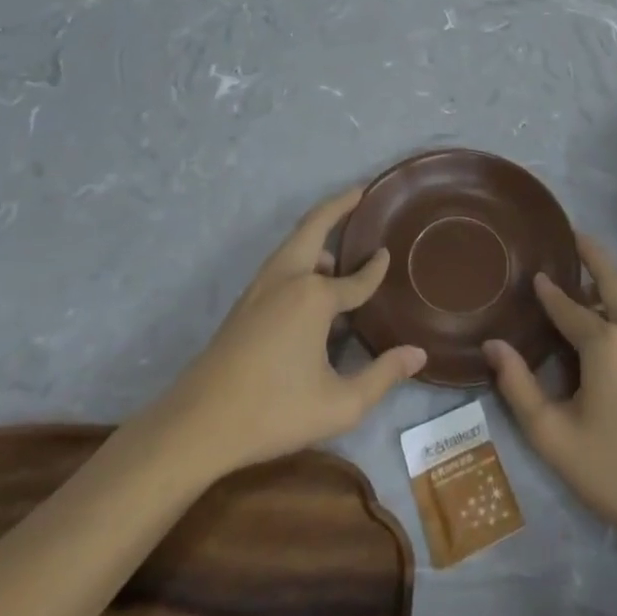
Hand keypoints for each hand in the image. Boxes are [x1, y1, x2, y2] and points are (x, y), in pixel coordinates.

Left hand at [152, 187, 425, 475]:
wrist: (197, 424)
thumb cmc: (274, 411)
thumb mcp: (340, 405)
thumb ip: (383, 376)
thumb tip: (418, 354)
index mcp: (314, 297)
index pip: (357, 278)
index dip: (376, 269)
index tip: (388, 254)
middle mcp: (288, 278)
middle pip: (314, 226)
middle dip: (338, 205)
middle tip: (359, 191)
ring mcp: (262, 287)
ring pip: (293, 243)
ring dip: (317, 231)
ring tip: (339, 241)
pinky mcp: (245, 301)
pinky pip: (281, 262)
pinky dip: (301, 252)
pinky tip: (310, 280)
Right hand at [484, 235, 616, 546]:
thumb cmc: (612, 470)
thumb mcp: (552, 434)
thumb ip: (518, 386)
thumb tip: (493, 345)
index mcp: (605, 343)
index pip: (569, 306)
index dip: (548, 291)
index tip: (534, 274)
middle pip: (613, 277)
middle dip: (591, 254)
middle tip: (573, 236)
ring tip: (595, 288)